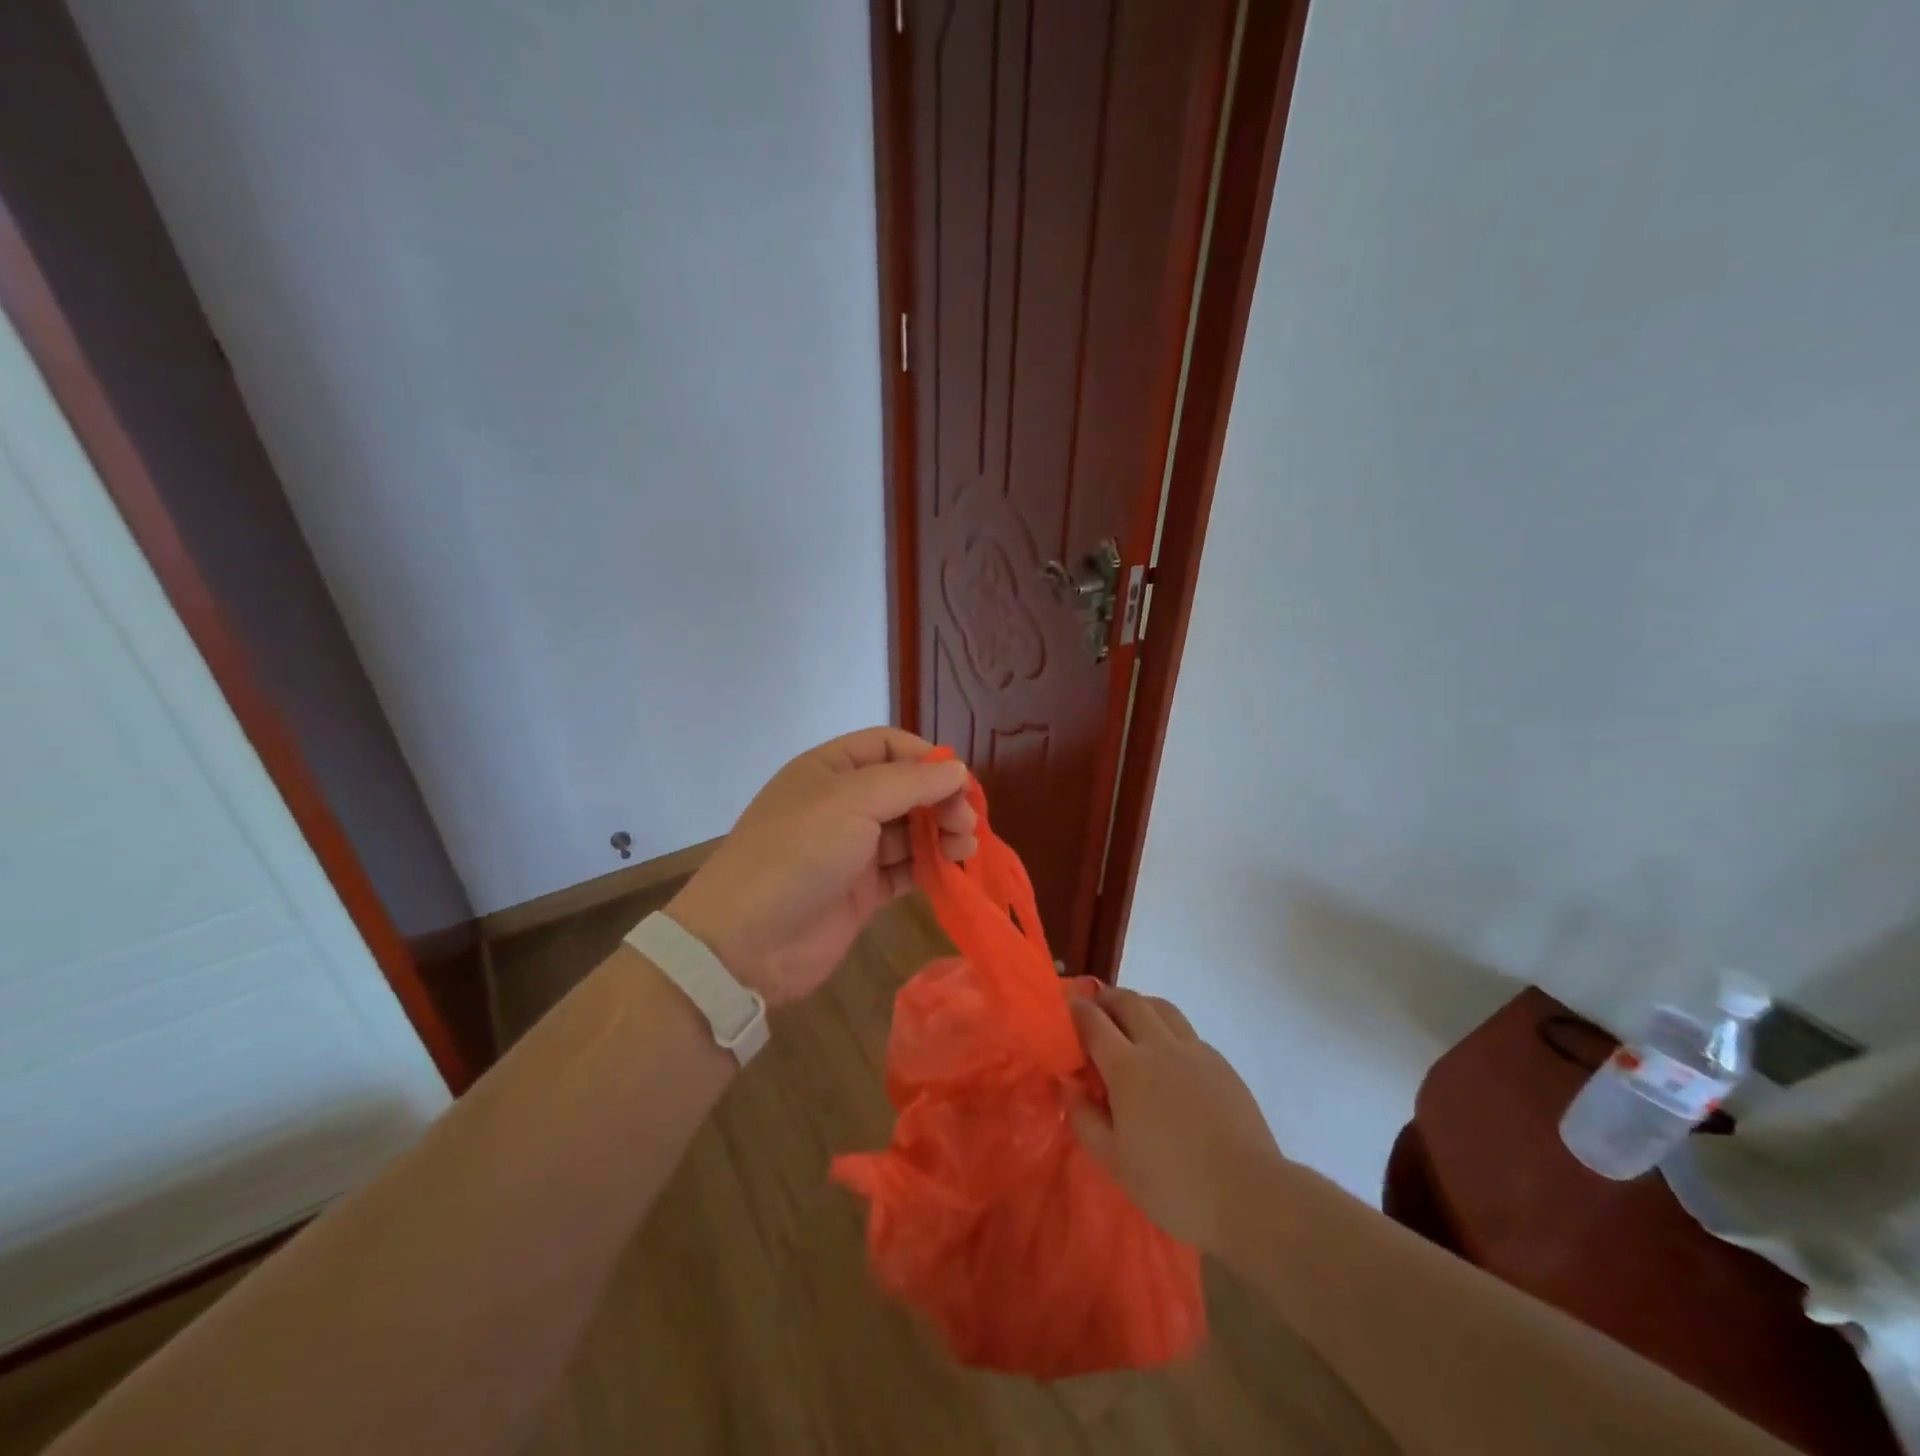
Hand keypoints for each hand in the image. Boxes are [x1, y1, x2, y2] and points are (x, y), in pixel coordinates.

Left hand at [663, 728, 976, 1006]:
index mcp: (830, 769)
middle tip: (966, 822)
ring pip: (910, 830)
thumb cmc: (797, 852)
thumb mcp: (852, 801)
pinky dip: (931, 867)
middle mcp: (842, 804)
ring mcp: (852, 849)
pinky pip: (905, 869)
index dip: (925, 758)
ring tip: (966, 846)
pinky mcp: (862, 890)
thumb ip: (910, 782)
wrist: (747, 942)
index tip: (958, 781)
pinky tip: (952, 870)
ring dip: (941, 833)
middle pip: (905, 788)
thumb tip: (958, 770)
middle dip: (940, 799)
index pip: (888, 746)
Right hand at [1067, 987, 1282, 1252]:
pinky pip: (1187, 1031)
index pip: (1093, 1021)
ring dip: (1139, 1005)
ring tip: (1130, 1020)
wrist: (1249, 1195)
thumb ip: (1084, 1119)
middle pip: (1129, 1001)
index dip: (1076, 1010)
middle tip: (1095, 1008)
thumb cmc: (1173, 1184)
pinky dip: (1168, 1029)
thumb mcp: (1114, 1161)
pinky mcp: (1220, 1063)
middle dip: (1107, 998)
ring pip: (1161, 1007)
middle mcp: (1159, 1046)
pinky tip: (1168, 1055)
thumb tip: (1069, 1085)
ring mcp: (1194, 1051)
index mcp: (1127, 1067)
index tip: (1066, 1009)